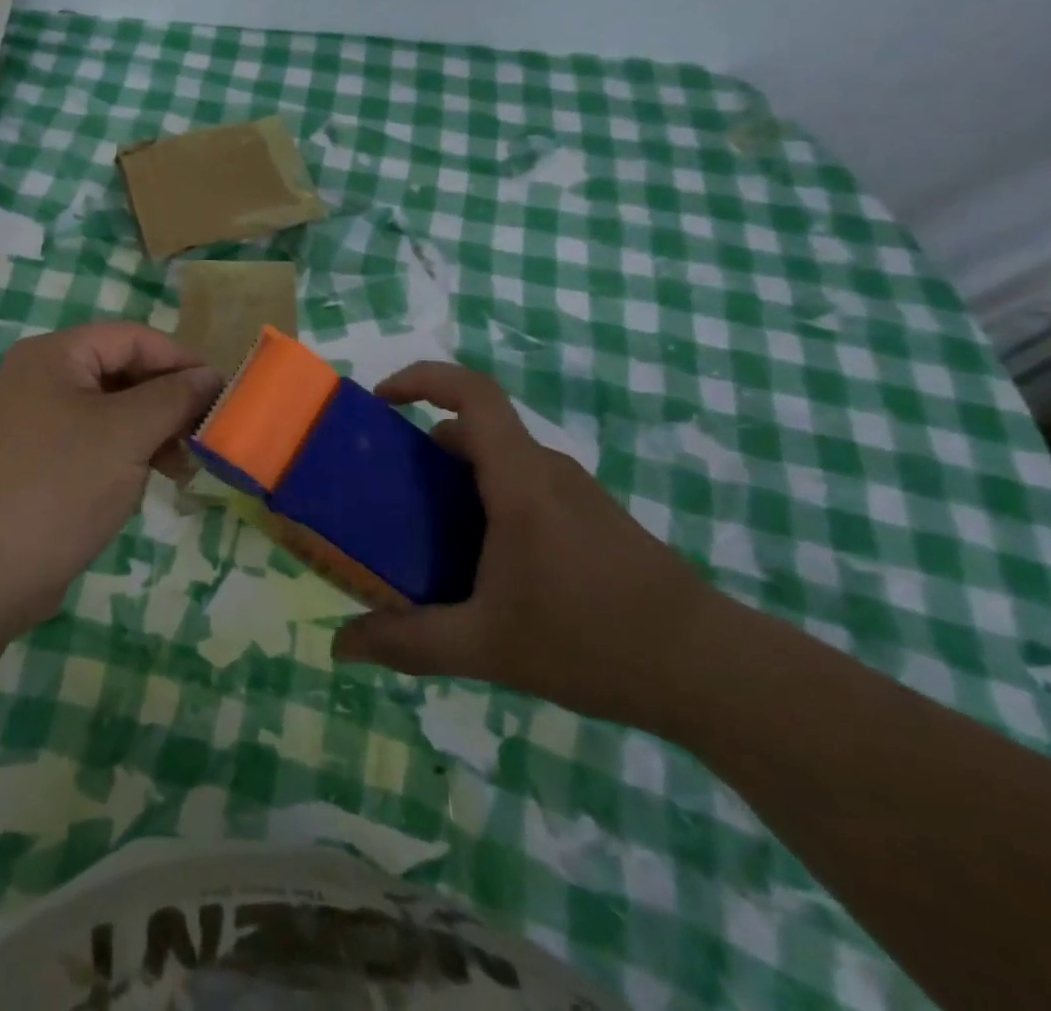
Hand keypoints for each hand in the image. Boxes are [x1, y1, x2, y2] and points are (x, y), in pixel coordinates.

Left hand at [0, 322, 221, 627]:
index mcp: (53, 356)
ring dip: (149, 435)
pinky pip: (89, 447)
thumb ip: (173, 398)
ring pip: (107, 415)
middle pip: (119, 374)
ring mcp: (30, 426)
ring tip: (182, 470)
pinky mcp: (31, 468)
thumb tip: (211, 376)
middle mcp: (37, 381)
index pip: (132, 338)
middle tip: (204, 438)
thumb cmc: (55, 488)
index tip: (223, 394)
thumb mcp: (125, 435)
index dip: (181, 361)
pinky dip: (122, 459)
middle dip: (166, 403)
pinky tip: (143, 487)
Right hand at [331, 361, 722, 728]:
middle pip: (473, 431)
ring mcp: (574, 493)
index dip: (422, 379)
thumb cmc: (592, 641)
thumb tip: (340, 646)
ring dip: (453, 482)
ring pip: (498, 462)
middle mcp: (546, 471)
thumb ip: (408, 642)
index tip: (380, 401)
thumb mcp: (486, 647)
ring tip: (421, 535)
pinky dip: (485, 503)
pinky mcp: (591, 519)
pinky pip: (522, 488)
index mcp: (520, 480)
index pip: (472, 392)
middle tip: (383, 491)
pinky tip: (479, 566)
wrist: (710, 671)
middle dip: (420, 448)